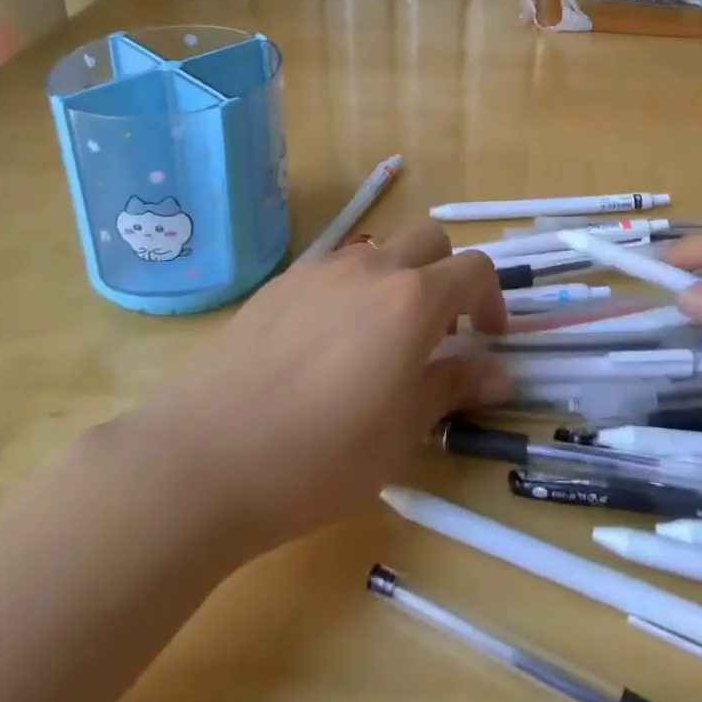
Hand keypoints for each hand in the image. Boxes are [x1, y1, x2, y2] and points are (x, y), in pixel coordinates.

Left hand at [119, 225, 507, 554]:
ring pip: (380, 253)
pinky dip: (352, 292)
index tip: (486, 339)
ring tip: (378, 342)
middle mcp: (371, 269)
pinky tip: (325, 346)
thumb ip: (453, 387)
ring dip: (398, 282)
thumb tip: (499, 372)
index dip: (491, 300)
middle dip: (447, 276)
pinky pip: (334, 271)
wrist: (201, 459)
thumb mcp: (401, 434)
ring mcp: (321, 269)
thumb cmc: (318, 459)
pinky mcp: (280, 283)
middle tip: (438, 333)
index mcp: (411, 300)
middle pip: (430, 242)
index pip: (474, 270)